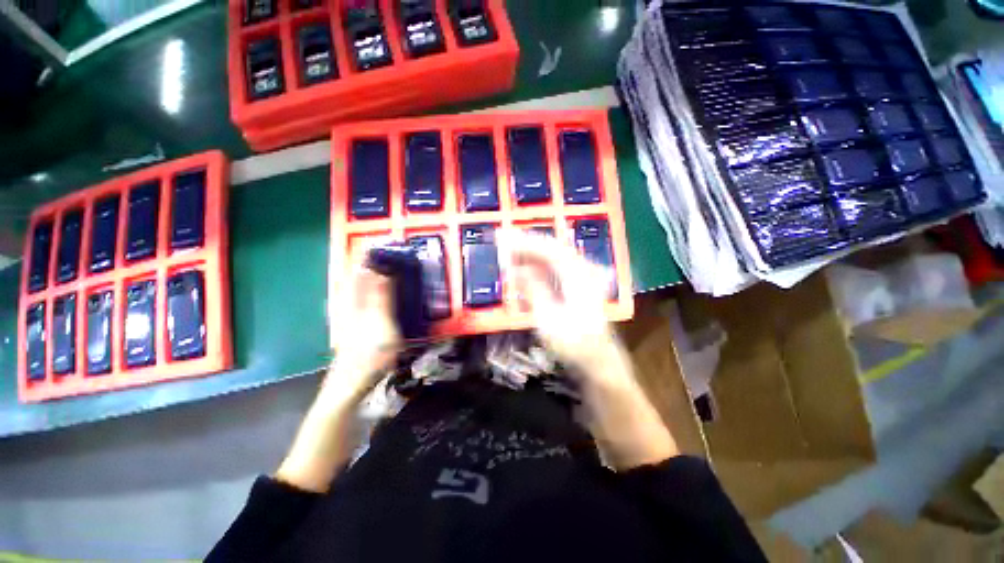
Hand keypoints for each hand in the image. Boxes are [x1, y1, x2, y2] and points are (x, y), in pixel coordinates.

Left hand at [275, 255, 400, 492]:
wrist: (349, 390)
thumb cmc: (367, 357)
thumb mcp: (380, 325)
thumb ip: (381, 297)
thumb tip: (380, 268)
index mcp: (354, 304)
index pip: (360, 272)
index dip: (370, 256)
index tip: (384, 243)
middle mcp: (348, 307)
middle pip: (357, 279)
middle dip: (370, 263)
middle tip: (388, 252)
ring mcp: (350, 319)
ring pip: (358, 290)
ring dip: (370, 276)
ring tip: (384, 266)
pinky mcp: (355, 330)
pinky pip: (362, 303)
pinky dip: (370, 293)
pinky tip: (377, 296)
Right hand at [507, 232, 677, 468]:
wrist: (601, 370)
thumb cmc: (576, 348)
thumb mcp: (549, 319)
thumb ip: (533, 289)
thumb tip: (516, 267)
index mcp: (579, 277)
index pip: (550, 248)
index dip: (525, 241)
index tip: (503, 237)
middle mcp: (582, 273)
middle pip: (552, 249)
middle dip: (526, 244)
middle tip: (502, 241)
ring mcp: (581, 282)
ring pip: (553, 259)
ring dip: (530, 255)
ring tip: (508, 253)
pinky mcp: (576, 292)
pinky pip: (553, 271)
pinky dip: (536, 268)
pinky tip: (524, 271)